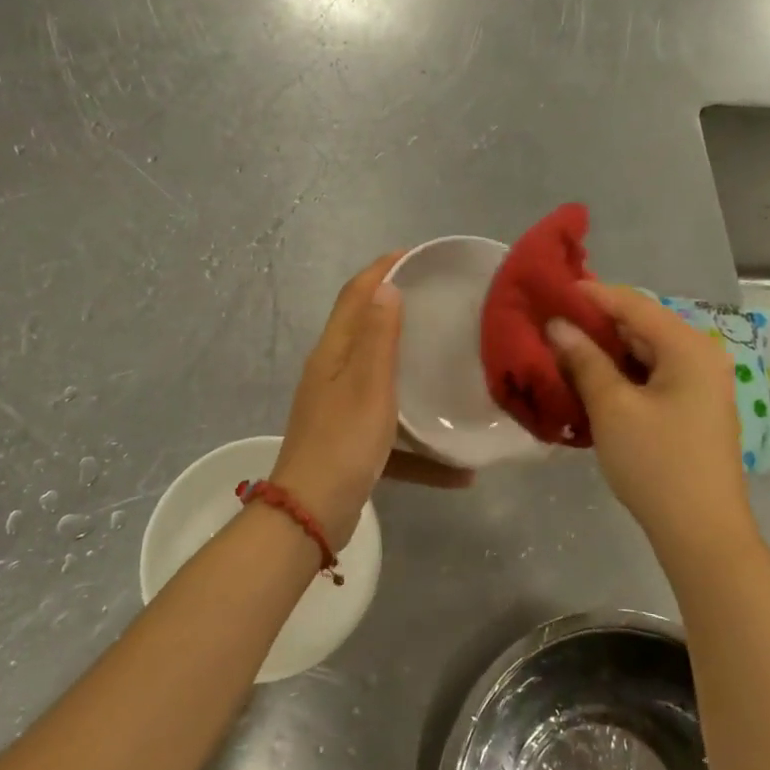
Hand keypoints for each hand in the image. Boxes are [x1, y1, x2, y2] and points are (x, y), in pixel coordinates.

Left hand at [272, 253, 472, 545]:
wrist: (312, 515)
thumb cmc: (344, 443)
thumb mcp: (368, 385)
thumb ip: (378, 337)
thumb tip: (385, 286)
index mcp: (333, 353)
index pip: (355, 295)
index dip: (381, 269)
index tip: (417, 255)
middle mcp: (332, 373)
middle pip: (366, 330)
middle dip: (399, 311)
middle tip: (441, 303)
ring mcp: (339, 409)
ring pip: (381, 379)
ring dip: (412, 371)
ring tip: (451, 364)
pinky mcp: (350, 442)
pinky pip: (391, 431)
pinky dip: (418, 443)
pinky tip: (457, 468)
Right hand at [547, 281, 746, 542]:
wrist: (702, 533)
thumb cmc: (656, 464)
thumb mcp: (613, 408)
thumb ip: (584, 360)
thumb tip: (558, 325)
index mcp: (688, 347)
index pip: (633, 304)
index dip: (590, 296)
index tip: (549, 291)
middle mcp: (701, 356)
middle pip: (640, 326)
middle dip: (595, 325)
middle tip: (549, 324)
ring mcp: (701, 383)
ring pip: (644, 352)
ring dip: (605, 351)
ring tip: (562, 350)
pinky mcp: (693, 407)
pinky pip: (652, 375)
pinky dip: (621, 374)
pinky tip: (590, 380)